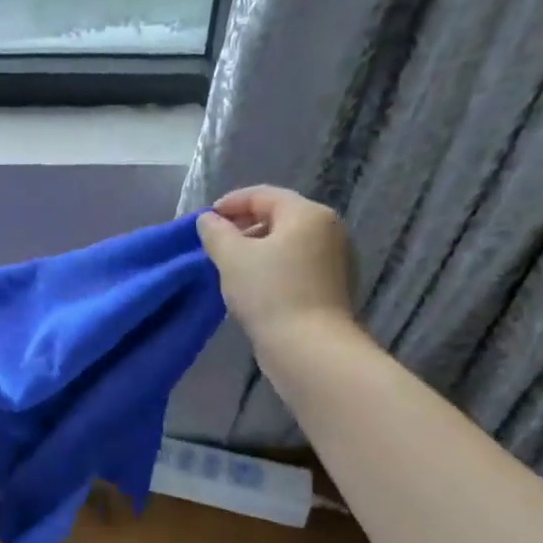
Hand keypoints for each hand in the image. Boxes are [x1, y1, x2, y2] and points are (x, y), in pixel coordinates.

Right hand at [196, 186, 358, 357]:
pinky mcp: (333, 286)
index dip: (231, 203)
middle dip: (244, 226)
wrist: (310, 347)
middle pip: (279, 216)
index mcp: (307, 214)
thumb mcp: (231, 258)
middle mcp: (328, 230)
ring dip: (258, 249)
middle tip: (216, 244)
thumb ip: (216, 232)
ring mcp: (336, 259)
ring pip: (288, 243)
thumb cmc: (269, 293)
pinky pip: (297, 264)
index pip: (264, 195)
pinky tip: (254, 286)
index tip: (206, 220)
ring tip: (231, 267)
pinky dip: (274, 266)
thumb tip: (209, 220)